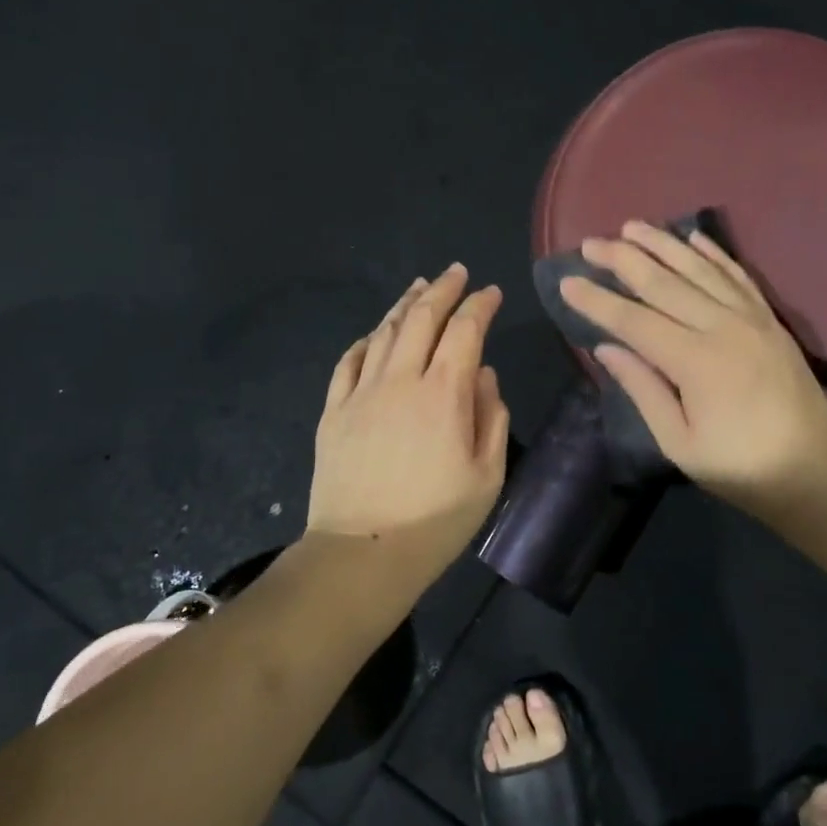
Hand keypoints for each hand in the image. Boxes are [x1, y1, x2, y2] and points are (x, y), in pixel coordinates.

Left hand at [307, 264, 511, 567]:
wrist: (363, 552)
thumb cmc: (437, 520)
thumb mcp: (488, 475)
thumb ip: (492, 416)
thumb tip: (483, 373)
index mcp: (444, 394)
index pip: (465, 331)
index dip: (480, 305)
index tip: (492, 293)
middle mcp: (401, 380)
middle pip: (421, 319)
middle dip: (443, 289)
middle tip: (456, 272)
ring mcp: (361, 392)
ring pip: (383, 332)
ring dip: (404, 305)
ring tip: (419, 288)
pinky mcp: (334, 411)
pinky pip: (348, 362)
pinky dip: (365, 341)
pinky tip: (374, 334)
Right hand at [561, 221, 826, 515]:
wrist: (815, 471)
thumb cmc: (739, 467)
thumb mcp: (679, 442)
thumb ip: (643, 389)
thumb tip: (605, 348)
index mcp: (695, 362)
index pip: (633, 321)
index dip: (598, 300)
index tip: (567, 281)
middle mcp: (722, 327)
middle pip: (663, 284)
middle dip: (623, 260)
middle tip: (590, 243)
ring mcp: (751, 319)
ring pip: (699, 270)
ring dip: (663, 245)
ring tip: (632, 226)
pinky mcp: (770, 320)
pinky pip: (738, 276)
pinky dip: (714, 254)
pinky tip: (694, 238)